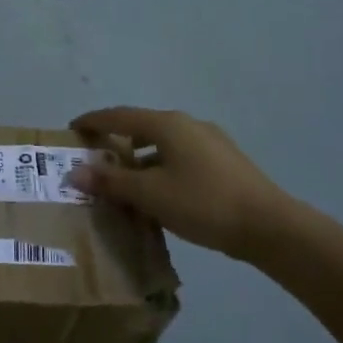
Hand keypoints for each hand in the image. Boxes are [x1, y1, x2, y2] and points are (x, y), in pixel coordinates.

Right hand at [68, 106, 309, 260]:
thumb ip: (111, 181)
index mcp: (168, 124)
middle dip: (117, 142)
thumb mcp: (150, 194)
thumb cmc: (202, 203)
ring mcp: (211, 142)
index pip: (120, 115)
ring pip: (164, 145)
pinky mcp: (225, 163)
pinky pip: (181, 158)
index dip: (94, 121)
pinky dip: (161, 169)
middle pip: (142, 127)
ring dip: (140, 160)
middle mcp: (189, 125)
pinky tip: (159, 194)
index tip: (72, 129)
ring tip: (124, 183)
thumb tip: (75, 172)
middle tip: (96, 159)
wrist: (269, 226)